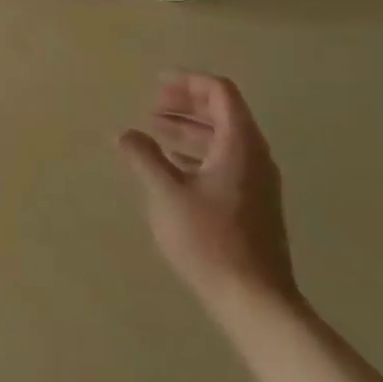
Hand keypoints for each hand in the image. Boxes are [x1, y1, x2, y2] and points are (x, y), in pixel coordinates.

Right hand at [115, 73, 299, 317]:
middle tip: (152, 106)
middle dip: (186, 103)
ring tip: (155, 131)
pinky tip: (172, 165)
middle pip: (223, 112)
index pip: (219, 92)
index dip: (188, 82)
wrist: (254, 299)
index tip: (156, 84)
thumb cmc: (210, 239)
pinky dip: (197, 153)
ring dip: (189, 129)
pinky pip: (224, 162)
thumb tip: (126, 134)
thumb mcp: (167, 193)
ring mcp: (256, 182)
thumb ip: (144, 158)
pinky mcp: (252, 204)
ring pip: (222, 139)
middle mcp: (254, 156)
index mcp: (240, 144)